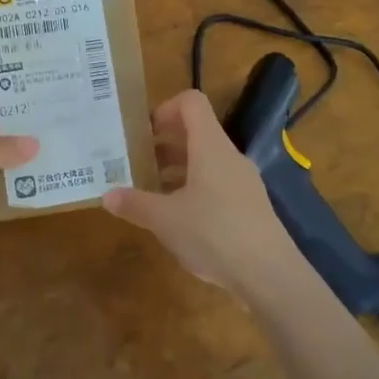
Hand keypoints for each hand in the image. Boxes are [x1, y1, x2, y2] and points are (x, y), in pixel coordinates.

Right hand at [102, 90, 304, 301]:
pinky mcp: (251, 206)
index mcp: (210, 146)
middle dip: (165, 142)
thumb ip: (135, 204)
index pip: (191, 102)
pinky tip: (180, 218)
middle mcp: (229, 156)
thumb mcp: (165, 220)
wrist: (271, 276)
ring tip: (153, 190)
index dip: (165, 108)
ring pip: (207, 160)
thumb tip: (107, 196)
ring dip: (179, 167)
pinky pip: (218, 183)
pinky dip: (195, 188)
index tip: (144, 132)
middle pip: (197, 131)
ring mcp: (244, 181)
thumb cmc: (214, 234)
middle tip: (138, 161)